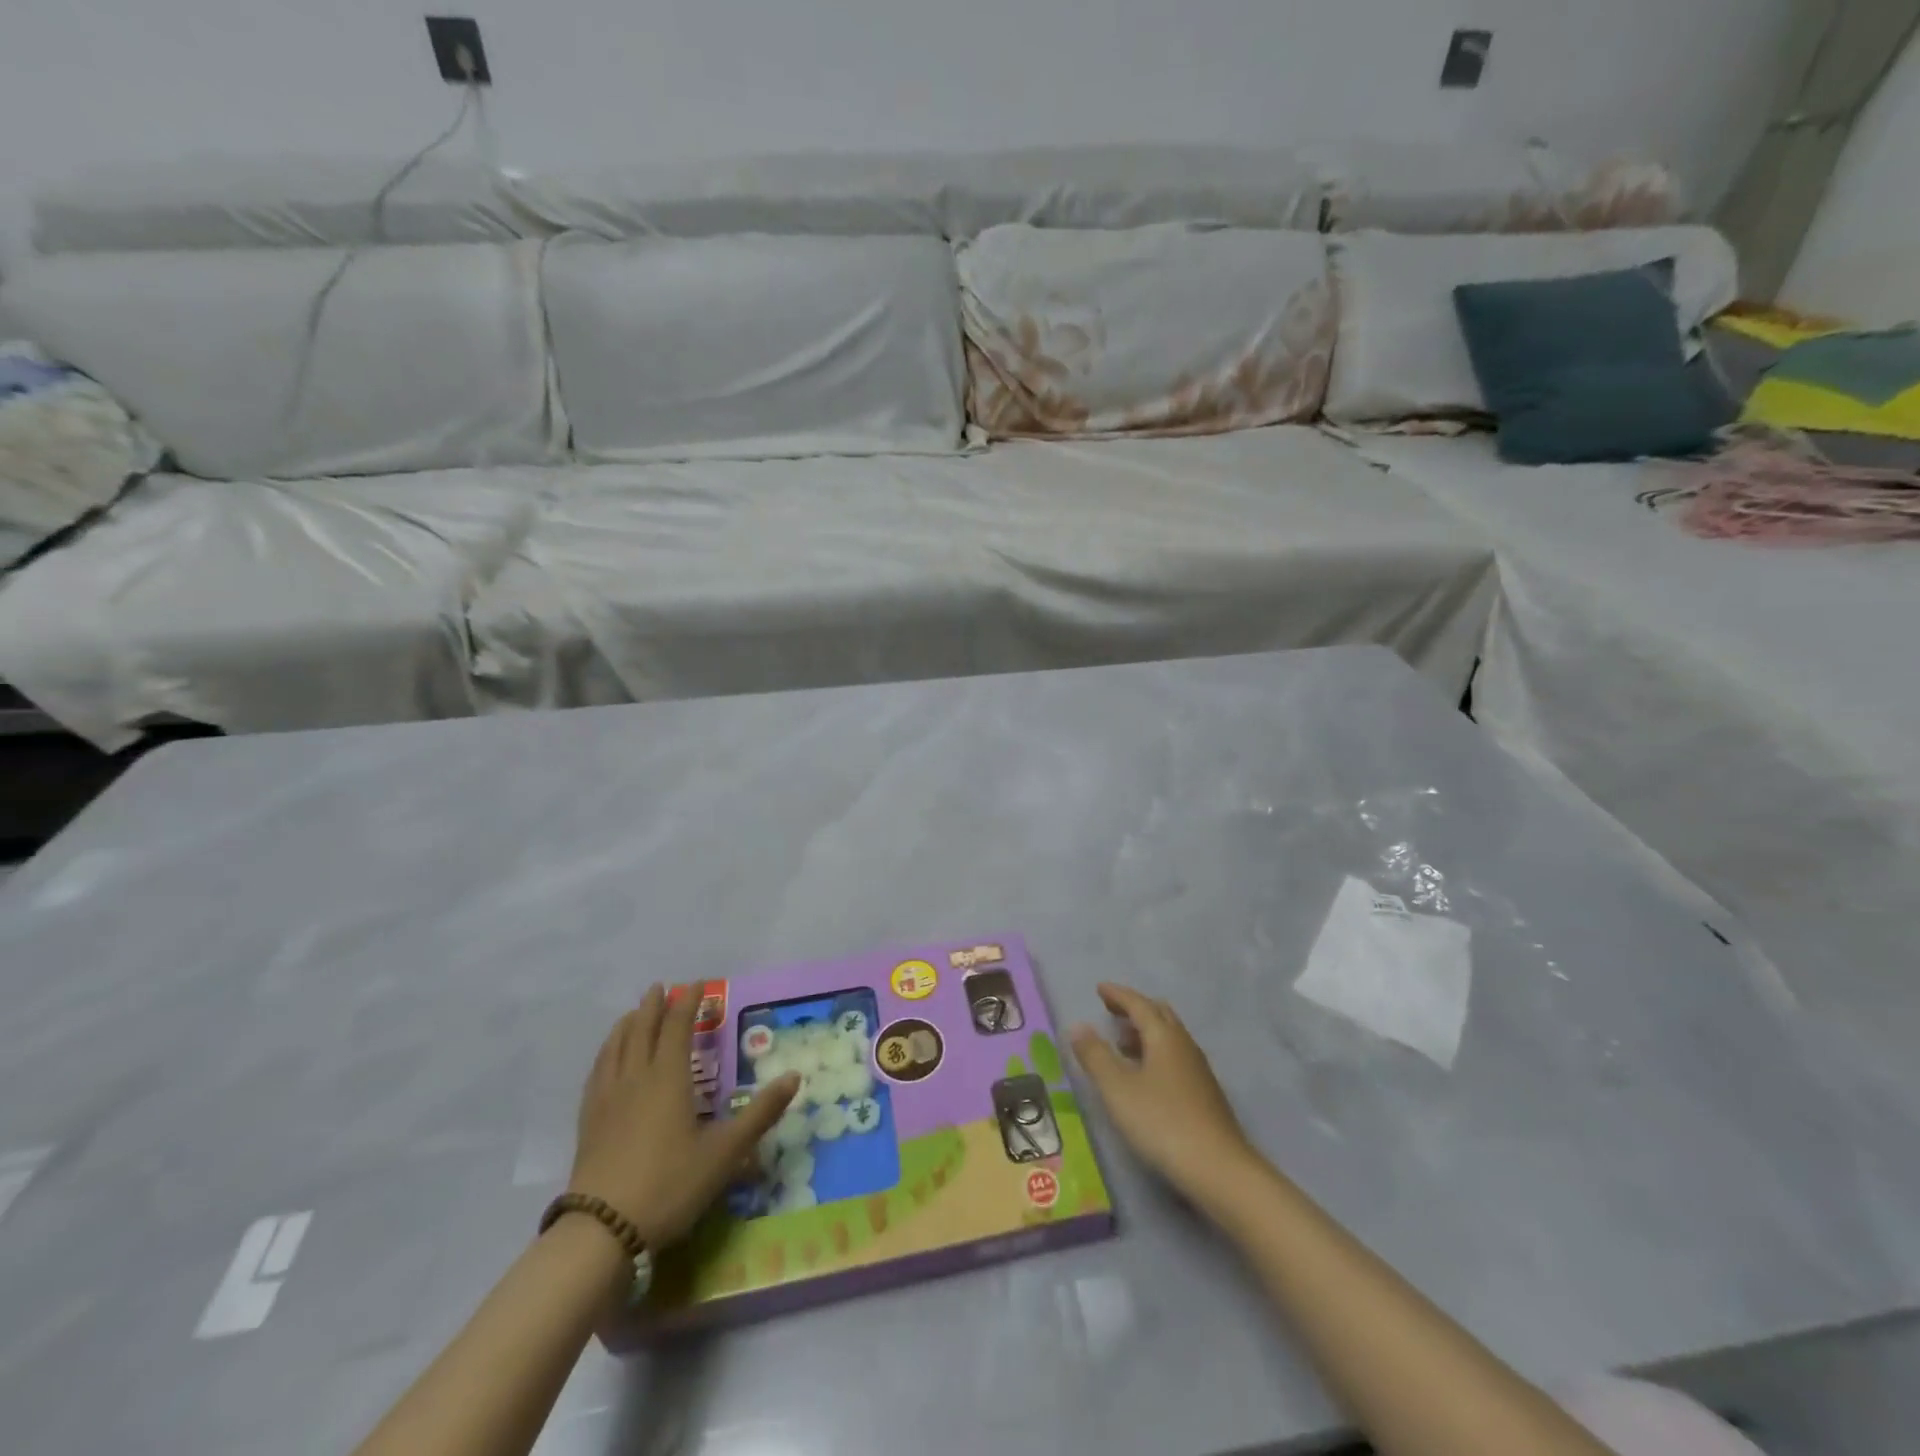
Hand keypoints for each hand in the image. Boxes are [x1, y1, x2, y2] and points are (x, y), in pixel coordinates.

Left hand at [568, 984, 799, 1248]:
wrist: (603, 1232)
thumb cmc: (671, 1185)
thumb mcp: (726, 1152)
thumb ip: (761, 1113)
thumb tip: (794, 1076)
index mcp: (669, 1078)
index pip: (678, 1027)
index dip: (688, 1002)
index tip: (698, 984)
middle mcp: (636, 1078)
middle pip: (643, 1030)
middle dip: (653, 1006)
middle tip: (660, 987)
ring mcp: (607, 1099)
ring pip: (616, 1048)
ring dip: (627, 1025)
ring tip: (632, 1014)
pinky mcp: (588, 1122)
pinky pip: (597, 1073)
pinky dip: (605, 1053)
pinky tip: (607, 1060)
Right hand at [1070, 982, 1255, 1196]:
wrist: (1219, 1169)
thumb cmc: (1162, 1122)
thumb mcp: (1117, 1089)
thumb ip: (1095, 1056)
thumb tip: (1078, 1026)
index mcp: (1164, 1036)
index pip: (1139, 1004)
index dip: (1118, 995)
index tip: (1100, 989)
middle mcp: (1184, 1045)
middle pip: (1159, 1014)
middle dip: (1134, 1008)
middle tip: (1111, 1011)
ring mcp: (1198, 1070)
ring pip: (1169, 1037)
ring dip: (1145, 1032)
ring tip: (1122, 1044)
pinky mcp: (1205, 1093)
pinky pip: (1176, 1057)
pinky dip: (1156, 1052)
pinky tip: (1146, 1076)